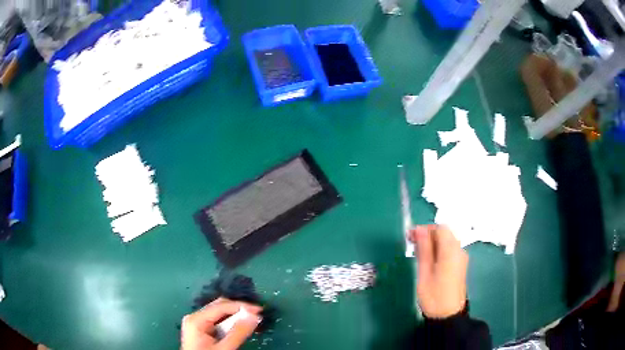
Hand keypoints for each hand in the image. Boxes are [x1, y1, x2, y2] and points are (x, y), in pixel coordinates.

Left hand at [181, 298, 261, 349]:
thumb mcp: (224, 348)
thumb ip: (238, 332)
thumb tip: (254, 316)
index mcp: (196, 319)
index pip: (221, 306)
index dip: (241, 306)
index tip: (259, 311)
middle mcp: (195, 317)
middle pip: (220, 307)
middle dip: (239, 310)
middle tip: (257, 316)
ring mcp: (197, 324)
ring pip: (220, 315)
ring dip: (235, 318)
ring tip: (250, 322)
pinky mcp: (201, 331)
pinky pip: (217, 322)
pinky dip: (230, 325)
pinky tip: (239, 329)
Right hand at [409, 225, 468, 318]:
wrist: (447, 315)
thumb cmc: (433, 296)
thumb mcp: (424, 273)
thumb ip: (424, 249)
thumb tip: (419, 229)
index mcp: (451, 252)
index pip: (440, 229)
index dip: (425, 229)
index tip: (410, 236)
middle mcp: (459, 251)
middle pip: (444, 233)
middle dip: (428, 235)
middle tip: (411, 243)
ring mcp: (461, 258)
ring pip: (446, 241)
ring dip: (432, 242)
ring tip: (417, 252)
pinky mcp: (460, 264)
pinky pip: (449, 250)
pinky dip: (438, 250)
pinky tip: (427, 260)